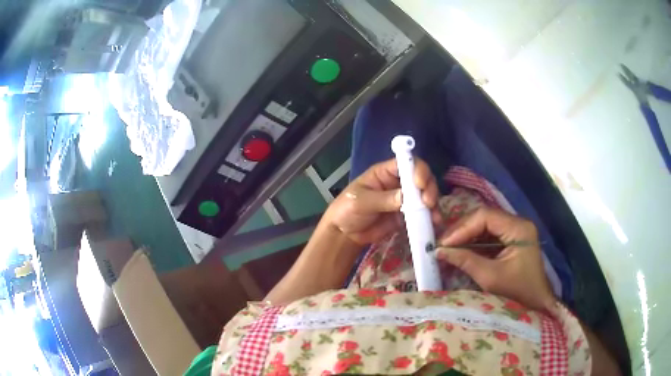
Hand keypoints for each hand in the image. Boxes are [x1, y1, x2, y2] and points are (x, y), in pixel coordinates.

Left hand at [325, 158, 439, 245]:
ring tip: (434, 216)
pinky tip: (434, 223)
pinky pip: (422, 213)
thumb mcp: (361, 202)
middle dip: (429, 187)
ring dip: (433, 203)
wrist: (345, 233)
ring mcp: (404, 199)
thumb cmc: (347, 209)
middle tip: (428, 202)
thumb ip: (383, 199)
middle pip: (421, 177)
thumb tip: (405, 197)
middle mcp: (398, 183)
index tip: (420, 183)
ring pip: (425, 195)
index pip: (406, 163)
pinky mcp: (407, 215)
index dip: (417, 169)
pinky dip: (430, 217)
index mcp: (385, 172)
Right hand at [436, 207, 555, 310]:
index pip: (485, 216)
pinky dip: (473, 241)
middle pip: (484, 217)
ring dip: (465, 235)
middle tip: (442, 245)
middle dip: (462, 230)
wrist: (537, 304)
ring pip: (484, 225)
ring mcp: (515, 230)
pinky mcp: (511, 239)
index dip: (462, 228)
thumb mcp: (490, 278)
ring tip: (447, 247)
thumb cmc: (517, 292)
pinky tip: (460, 249)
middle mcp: (518, 223)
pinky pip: (488, 235)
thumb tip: (439, 251)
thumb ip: (466, 261)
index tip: (444, 243)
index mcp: (518, 228)